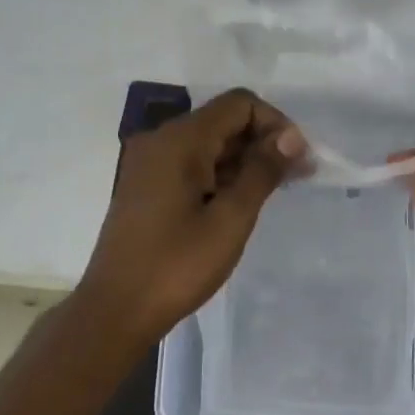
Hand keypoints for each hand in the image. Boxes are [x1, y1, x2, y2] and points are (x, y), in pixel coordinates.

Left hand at [77, 89, 304, 346]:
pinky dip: (220, 174)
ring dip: (243, 160)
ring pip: (208, 144)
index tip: (298, 160)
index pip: (239, 104)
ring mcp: (149, 163)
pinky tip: (239, 202)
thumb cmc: (177, 266)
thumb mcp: (230, 219)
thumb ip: (263, 171)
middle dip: (263, 142)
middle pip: (223, 121)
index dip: (275, 123)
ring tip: (274, 193)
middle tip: (297, 178)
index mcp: (180, 140)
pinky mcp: (145, 185)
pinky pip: (191, 164)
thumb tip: (292, 136)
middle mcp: (161, 140)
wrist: (115, 310)